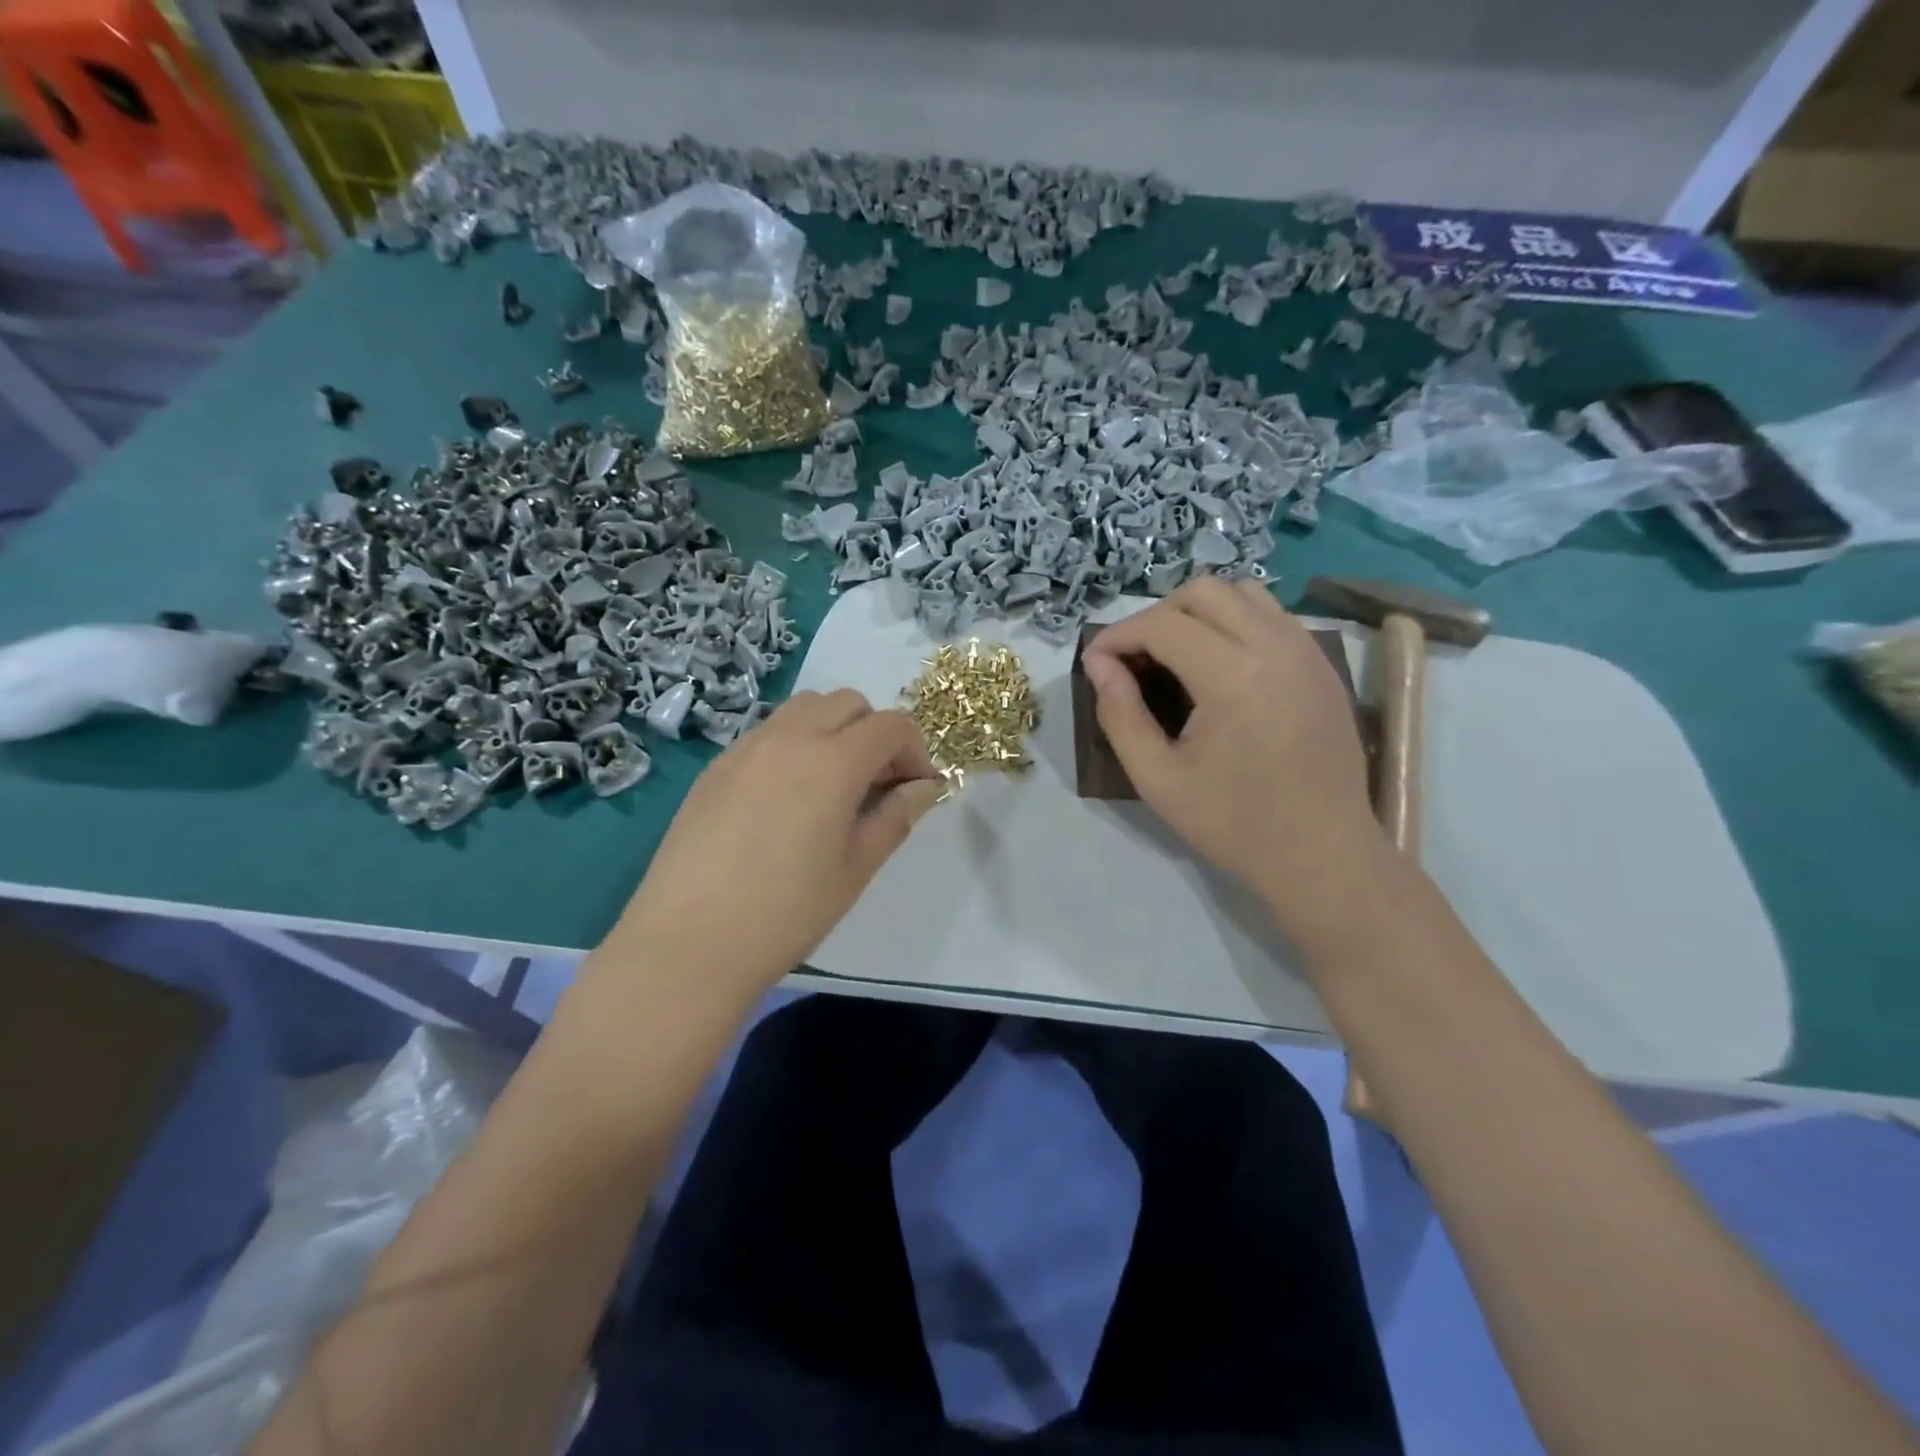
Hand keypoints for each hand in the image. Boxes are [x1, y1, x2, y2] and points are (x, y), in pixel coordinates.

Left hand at [611, 690, 945, 1002]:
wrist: (687, 943)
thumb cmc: (786, 912)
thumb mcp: (855, 869)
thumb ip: (894, 818)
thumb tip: (922, 788)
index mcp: (833, 762)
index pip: (891, 726)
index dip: (915, 751)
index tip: (916, 789)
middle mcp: (790, 738)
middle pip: (848, 703)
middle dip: (875, 733)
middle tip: (877, 784)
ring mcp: (746, 748)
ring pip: (804, 709)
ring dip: (833, 730)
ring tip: (832, 785)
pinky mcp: (716, 767)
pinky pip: (767, 733)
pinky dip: (794, 745)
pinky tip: (786, 798)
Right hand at [1083, 578, 1388, 949]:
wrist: (1323, 855)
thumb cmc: (1234, 824)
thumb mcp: (1157, 778)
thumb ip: (1119, 715)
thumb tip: (1098, 664)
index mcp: (1233, 677)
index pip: (1162, 625)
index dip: (1118, 636)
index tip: (1095, 663)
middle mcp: (1275, 647)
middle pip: (1202, 593)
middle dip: (1155, 616)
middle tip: (1134, 659)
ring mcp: (1307, 651)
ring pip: (1242, 592)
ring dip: (1198, 611)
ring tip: (1176, 654)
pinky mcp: (1322, 664)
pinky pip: (1272, 615)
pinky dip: (1235, 621)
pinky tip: (1220, 665)